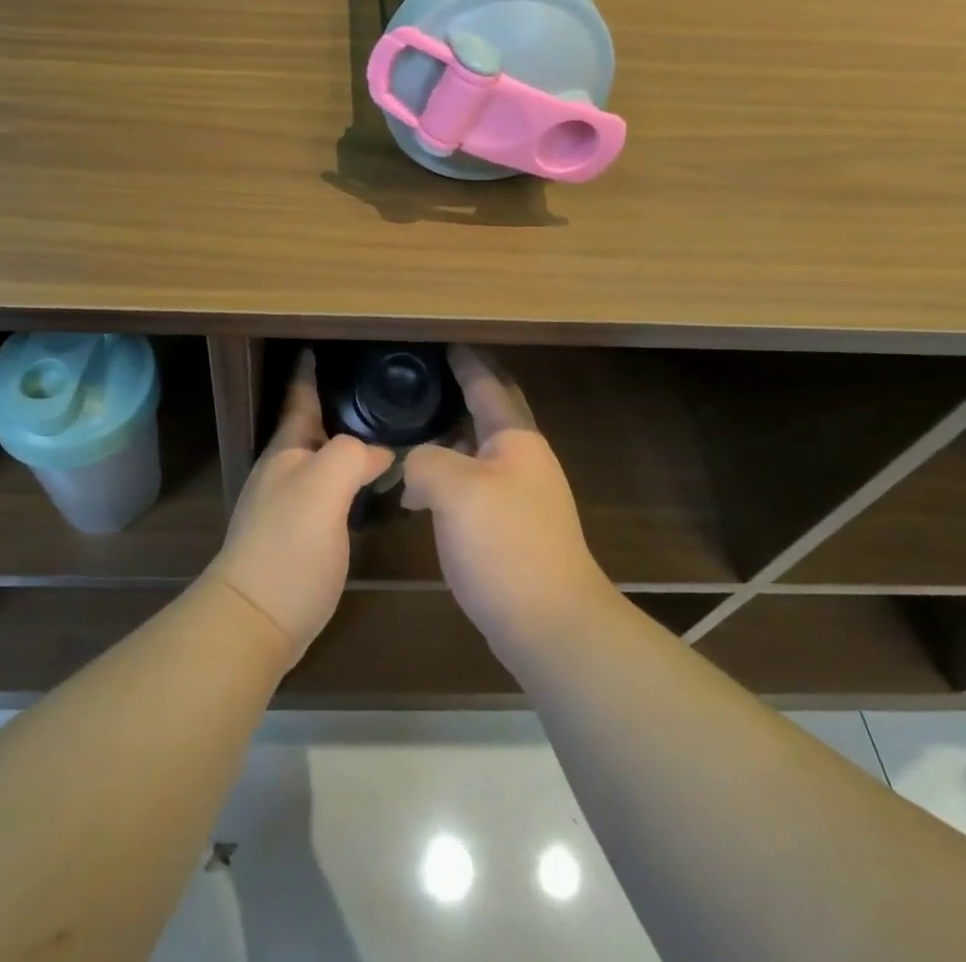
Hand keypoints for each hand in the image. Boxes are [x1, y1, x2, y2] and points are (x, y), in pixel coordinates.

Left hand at [205, 350, 391, 665]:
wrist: (255, 620)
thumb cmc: (288, 547)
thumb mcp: (324, 489)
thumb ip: (352, 456)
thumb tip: (379, 453)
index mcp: (287, 451)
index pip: (299, 399)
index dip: (310, 373)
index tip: (320, 347)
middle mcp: (283, 471)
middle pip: (311, 428)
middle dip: (334, 406)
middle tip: (373, 392)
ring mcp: (287, 504)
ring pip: (320, 460)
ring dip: (342, 443)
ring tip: (377, 433)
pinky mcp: (297, 536)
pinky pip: (327, 491)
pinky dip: (347, 479)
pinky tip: (367, 488)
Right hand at [402, 346, 617, 665]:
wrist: (551, 625)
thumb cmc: (505, 545)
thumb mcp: (453, 489)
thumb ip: (424, 460)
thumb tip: (415, 466)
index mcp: (516, 439)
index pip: (488, 385)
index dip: (465, 361)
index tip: (443, 340)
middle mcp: (524, 460)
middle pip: (490, 413)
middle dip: (461, 392)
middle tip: (424, 379)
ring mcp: (523, 496)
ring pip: (480, 451)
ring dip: (451, 437)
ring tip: (414, 428)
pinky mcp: (513, 529)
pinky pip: (475, 484)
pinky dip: (450, 474)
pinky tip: (423, 489)